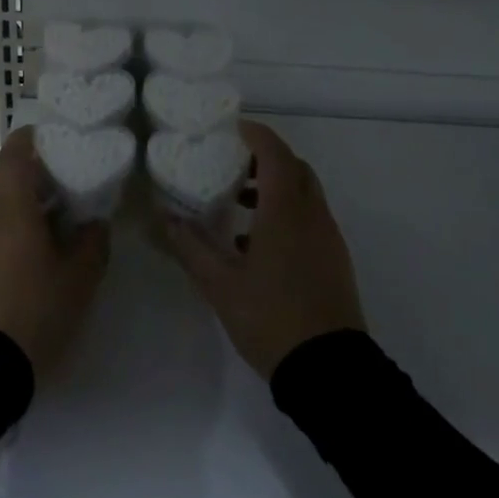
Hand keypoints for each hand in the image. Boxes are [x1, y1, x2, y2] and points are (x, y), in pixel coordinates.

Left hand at [0, 127, 109, 379]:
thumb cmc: (35, 311)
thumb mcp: (79, 278)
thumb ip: (92, 242)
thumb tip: (95, 223)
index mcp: (11, 206)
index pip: (14, 152)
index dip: (32, 139)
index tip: (56, 140)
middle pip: (6, 178)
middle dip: (35, 177)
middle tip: (68, 187)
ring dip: (22, 206)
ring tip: (54, 225)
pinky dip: (10, 231)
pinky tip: (31, 258)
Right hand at [160, 121, 364, 379]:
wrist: (329, 369)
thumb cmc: (271, 318)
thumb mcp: (219, 284)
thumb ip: (190, 246)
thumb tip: (164, 216)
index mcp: (286, 212)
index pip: (275, 154)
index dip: (256, 135)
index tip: (232, 128)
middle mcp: (312, 215)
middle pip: (295, 168)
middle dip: (266, 157)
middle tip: (232, 162)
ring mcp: (328, 238)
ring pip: (305, 193)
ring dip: (276, 185)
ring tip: (238, 201)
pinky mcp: (334, 259)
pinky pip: (311, 217)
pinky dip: (287, 210)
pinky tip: (257, 241)